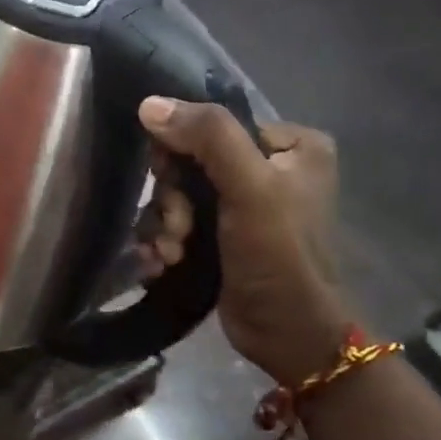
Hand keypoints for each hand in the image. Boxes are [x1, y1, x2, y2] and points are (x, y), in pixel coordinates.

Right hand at [137, 98, 351, 385]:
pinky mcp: (222, 237)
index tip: (170, 183)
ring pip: (177, 196)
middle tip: (178, 229)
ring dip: (164, 226)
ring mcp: (243, 205)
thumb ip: (207, 137)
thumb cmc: (280, 255)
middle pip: (188, 163)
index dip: (181, 151)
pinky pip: (178, 222)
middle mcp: (268, 168)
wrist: (289, 335)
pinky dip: (165, 242)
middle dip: (172, 200)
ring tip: (171, 254)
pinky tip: (163, 263)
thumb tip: (149, 104)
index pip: (213, 126)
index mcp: (291, 145)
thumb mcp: (250, 188)